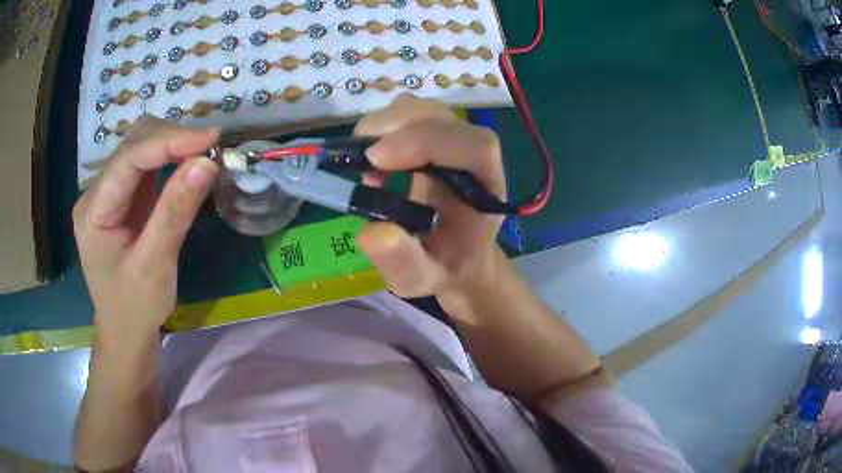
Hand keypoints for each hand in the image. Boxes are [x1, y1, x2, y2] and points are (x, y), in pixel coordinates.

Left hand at [73, 116, 219, 338]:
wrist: (125, 333)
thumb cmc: (135, 308)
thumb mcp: (155, 265)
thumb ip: (176, 211)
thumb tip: (208, 162)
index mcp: (93, 210)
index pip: (129, 158)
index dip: (170, 141)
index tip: (212, 138)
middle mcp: (95, 192)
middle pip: (133, 144)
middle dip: (172, 139)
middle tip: (210, 148)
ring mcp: (107, 193)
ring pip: (139, 147)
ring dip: (172, 144)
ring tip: (202, 153)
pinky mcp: (121, 198)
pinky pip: (145, 165)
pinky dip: (169, 158)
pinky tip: (187, 164)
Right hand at [354, 94, 505, 300]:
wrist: (457, 254)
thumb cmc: (445, 266)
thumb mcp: (420, 279)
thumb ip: (403, 262)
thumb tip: (374, 232)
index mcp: (487, 186)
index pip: (474, 145)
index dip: (426, 141)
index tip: (376, 161)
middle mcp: (475, 153)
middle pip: (440, 116)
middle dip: (392, 129)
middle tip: (359, 164)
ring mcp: (454, 138)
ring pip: (419, 109)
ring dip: (383, 128)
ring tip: (367, 168)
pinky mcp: (434, 134)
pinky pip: (407, 115)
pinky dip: (382, 130)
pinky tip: (374, 164)